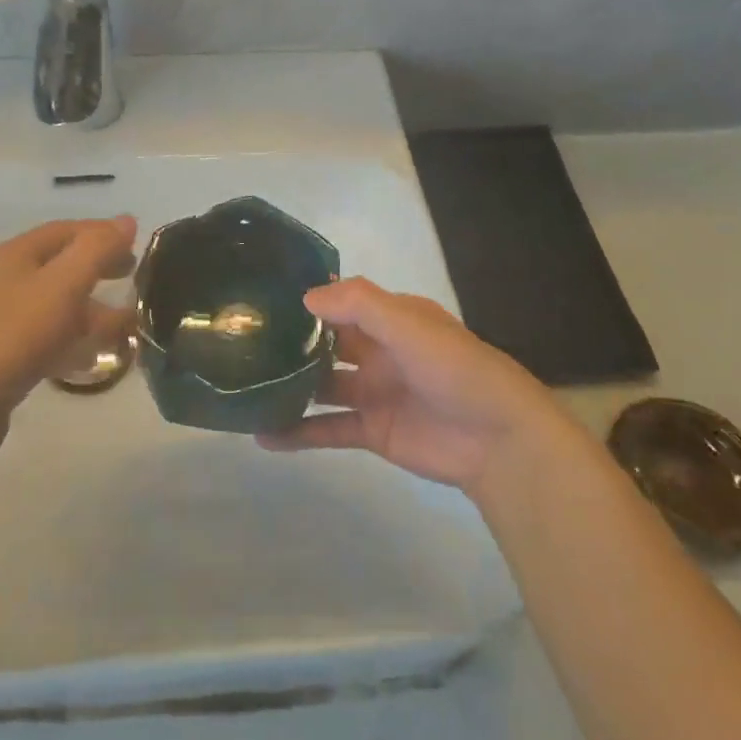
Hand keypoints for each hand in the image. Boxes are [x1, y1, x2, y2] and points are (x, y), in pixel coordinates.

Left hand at [0, 217, 136, 424]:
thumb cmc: (14, 334)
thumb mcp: (63, 284)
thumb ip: (97, 250)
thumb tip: (126, 220)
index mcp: (17, 254)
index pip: (67, 230)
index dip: (103, 234)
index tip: (139, 247)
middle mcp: (7, 280)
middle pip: (61, 265)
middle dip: (98, 269)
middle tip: (133, 279)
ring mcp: (1, 321)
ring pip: (56, 305)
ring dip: (92, 310)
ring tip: (127, 326)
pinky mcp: (2, 358)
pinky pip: (47, 339)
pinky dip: (74, 341)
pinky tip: (93, 359)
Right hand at [259, 277, 554, 497]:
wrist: (499, 441)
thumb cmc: (455, 369)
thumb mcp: (409, 324)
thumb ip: (359, 305)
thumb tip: (305, 297)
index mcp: (390, 319)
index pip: (340, 302)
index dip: (305, 299)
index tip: (261, 298)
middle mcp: (378, 351)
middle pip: (325, 342)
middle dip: (290, 342)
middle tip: (241, 341)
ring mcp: (373, 392)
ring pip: (320, 385)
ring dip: (288, 386)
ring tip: (242, 387)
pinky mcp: (371, 431)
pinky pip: (327, 428)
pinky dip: (297, 432)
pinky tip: (262, 435)